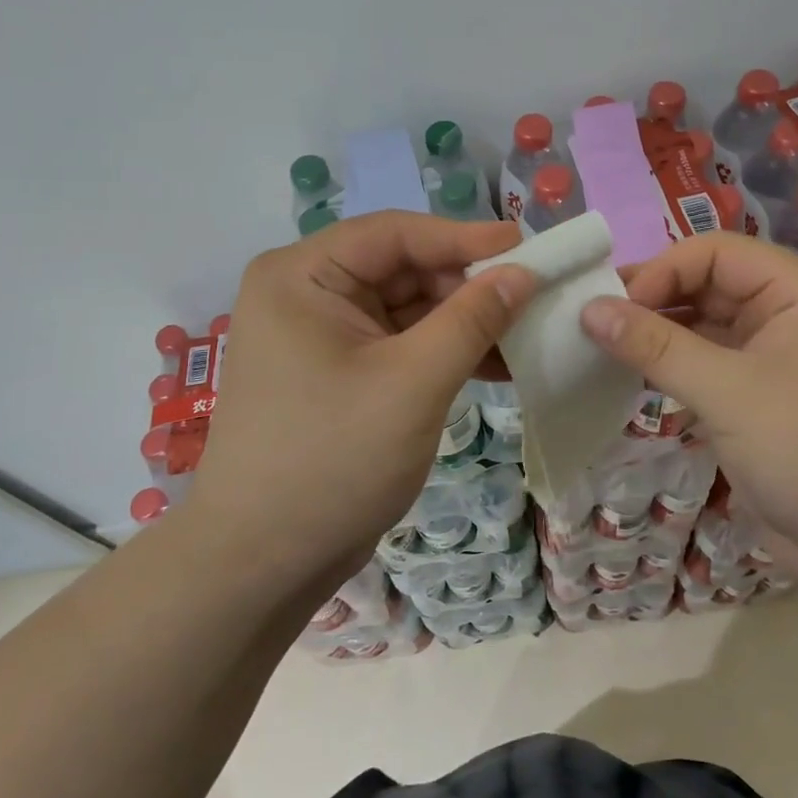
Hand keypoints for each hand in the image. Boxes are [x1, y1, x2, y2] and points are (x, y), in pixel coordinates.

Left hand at [195, 213, 535, 583]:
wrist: (262, 564)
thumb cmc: (332, 460)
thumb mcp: (413, 383)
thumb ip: (473, 319)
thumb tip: (524, 272)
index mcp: (302, 275)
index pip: (394, 234)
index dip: (463, 237)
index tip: (527, 247)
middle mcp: (306, 293)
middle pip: (402, 268)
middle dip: (468, 286)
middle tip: (534, 296)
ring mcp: (322, 335)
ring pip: (408, 308)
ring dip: (464, 321)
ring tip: (527, 332)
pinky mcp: (339, 372)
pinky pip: (401, 343)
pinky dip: (444, 351)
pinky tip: (497, 364)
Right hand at [579, 233, 797, 614]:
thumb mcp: (729, 392)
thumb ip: (656, 346)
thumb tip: (588, 308)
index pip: (714, 252)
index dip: (660, 271)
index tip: (611, 307)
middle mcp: (787, 314)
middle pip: (706, 285)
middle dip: (652, 300)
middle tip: (592, 324)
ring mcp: (772, 358)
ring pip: (701, 326)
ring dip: (655, 335)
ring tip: (599, 348)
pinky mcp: (757, 399)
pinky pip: (704, 365)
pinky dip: (668, 367)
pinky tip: (628, 376)